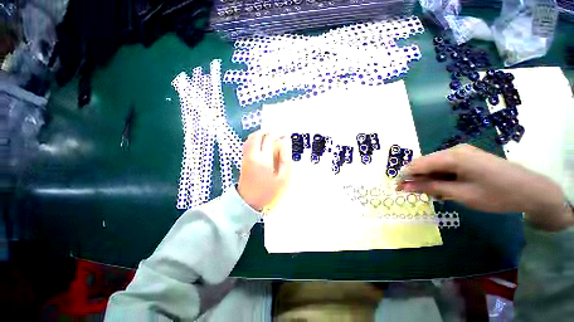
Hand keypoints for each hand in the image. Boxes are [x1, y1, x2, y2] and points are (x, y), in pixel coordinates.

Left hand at [238, 131, 291, 210]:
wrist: (248, 201)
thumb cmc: (267, 191)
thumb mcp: (282, 179)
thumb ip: (285, 160)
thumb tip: (286, 145)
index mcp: (263, 159)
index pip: (269, 139)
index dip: (277, 135)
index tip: (284, 135)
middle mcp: (252, 155)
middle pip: (257, 135)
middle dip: (268, 131)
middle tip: (277, 134)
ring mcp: (246, 156)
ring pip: (250, 138)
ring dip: (260, 134)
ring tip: (270, 137)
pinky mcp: (243, 159)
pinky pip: (248, 144)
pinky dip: (255, 139)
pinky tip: (261, 143)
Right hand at [397, 144, 571, 230]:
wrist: (532, 191)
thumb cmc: (496, 194)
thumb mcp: (460, 194)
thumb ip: (430, 188)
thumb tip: (404, 186)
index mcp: (452, 156)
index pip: (418, 164)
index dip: (405, 176)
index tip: (397, 188)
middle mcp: (454, 150)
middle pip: (425, 163)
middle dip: (417, 178)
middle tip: (415, 193)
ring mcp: (462, 152)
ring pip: (435, 165)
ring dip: (430, 178)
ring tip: (436, 194)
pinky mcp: (468, 157)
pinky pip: (446, 165)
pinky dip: (441, 177)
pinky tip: (447, 187)